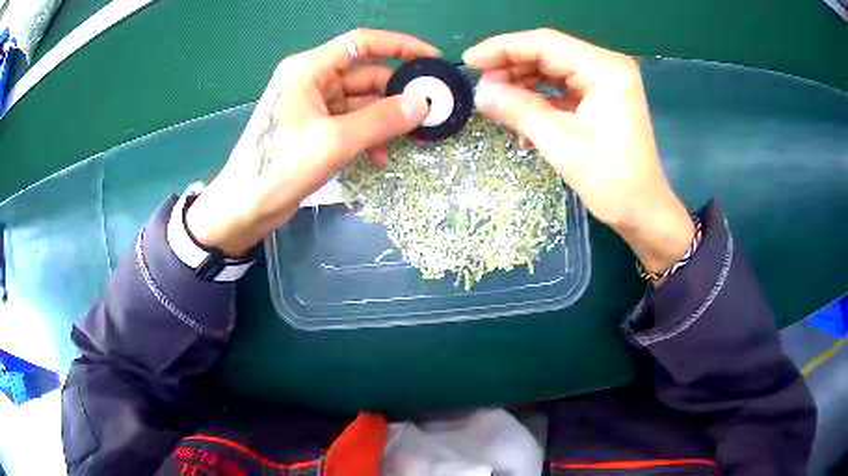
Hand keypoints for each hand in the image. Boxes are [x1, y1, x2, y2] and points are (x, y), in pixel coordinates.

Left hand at [186, 29, 438, 255]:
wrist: (245, 207)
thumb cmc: (279, 167)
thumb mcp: (334, 141)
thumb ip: (380, 120)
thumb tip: (421, 105)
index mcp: (309, 69)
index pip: (362, 43)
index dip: (400, 45)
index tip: (431, 59)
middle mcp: (312, 80)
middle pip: (366, 74)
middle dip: (397, 94)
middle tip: (428, 114)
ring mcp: (313, 105)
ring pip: (362, 101)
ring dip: (385, 120)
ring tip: (410, 141)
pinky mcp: (315, 128)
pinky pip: (351, 122)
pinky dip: (368, 136)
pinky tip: (380, 158)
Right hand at [463, 29, 693, 276]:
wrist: (644, 213)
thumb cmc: (613, 182)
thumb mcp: (563, 145)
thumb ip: (520, 111)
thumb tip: (480, 93)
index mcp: (606, 69)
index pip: (546, 44)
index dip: (503, 48)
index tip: (469, 60)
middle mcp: (607, 67)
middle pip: (548, 53)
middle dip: (511, 67)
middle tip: (481, 86)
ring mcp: (604, 83)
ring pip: (552, 70)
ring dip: (522, 83)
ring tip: (495, 101)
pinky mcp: (600, 99)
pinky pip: (561, 89)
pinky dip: (538, 98)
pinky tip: (519, 114)